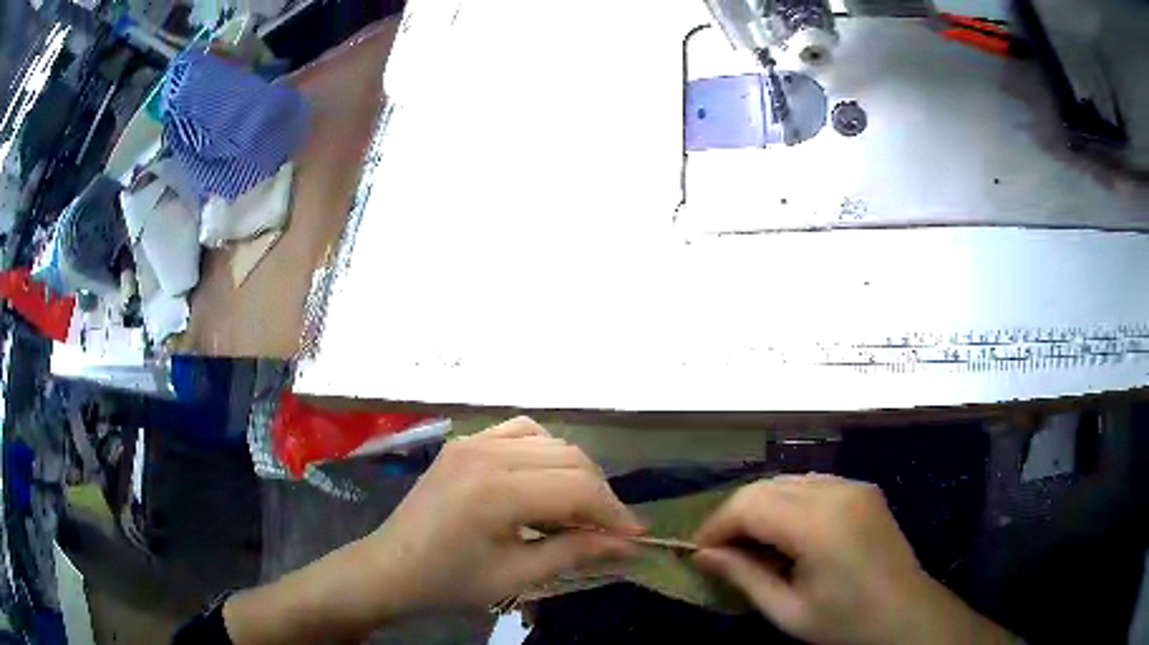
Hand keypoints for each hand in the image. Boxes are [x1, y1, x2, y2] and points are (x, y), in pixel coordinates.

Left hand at [360, 416, 642, 614]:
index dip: (613, 512)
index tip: (634, 536)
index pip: (577, 489)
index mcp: (494, 492)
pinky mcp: (465, 441)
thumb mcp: (516, 575)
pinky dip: (545, 450)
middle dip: (600, 493)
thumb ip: (575, 552)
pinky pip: (520, 430)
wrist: (392, 566)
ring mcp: (472, 441)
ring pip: (550, 441)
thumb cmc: (449, 581)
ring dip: (575, 471)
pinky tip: (544, 478)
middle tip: (610, 529)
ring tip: (580, 507)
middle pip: (569, 459)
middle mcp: (486, 454)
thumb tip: (629, 545)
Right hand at [692, 474, 1014, 644]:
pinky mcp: (862, 488)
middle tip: (719, 550)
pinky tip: (786, 533)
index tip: (698, 551)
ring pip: (787, 480)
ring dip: (760, 506)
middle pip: (766, 486)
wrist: (905, 612)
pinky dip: (787, 502)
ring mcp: (853, 485)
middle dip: (734, 515)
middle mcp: (837, 492)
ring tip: (749, 543)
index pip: (750, 505)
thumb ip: (744, 577)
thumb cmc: (845, 621)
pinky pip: (812, 483)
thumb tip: (703, 555)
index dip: (716, 525)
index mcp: (819, 525)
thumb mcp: (788, 611)